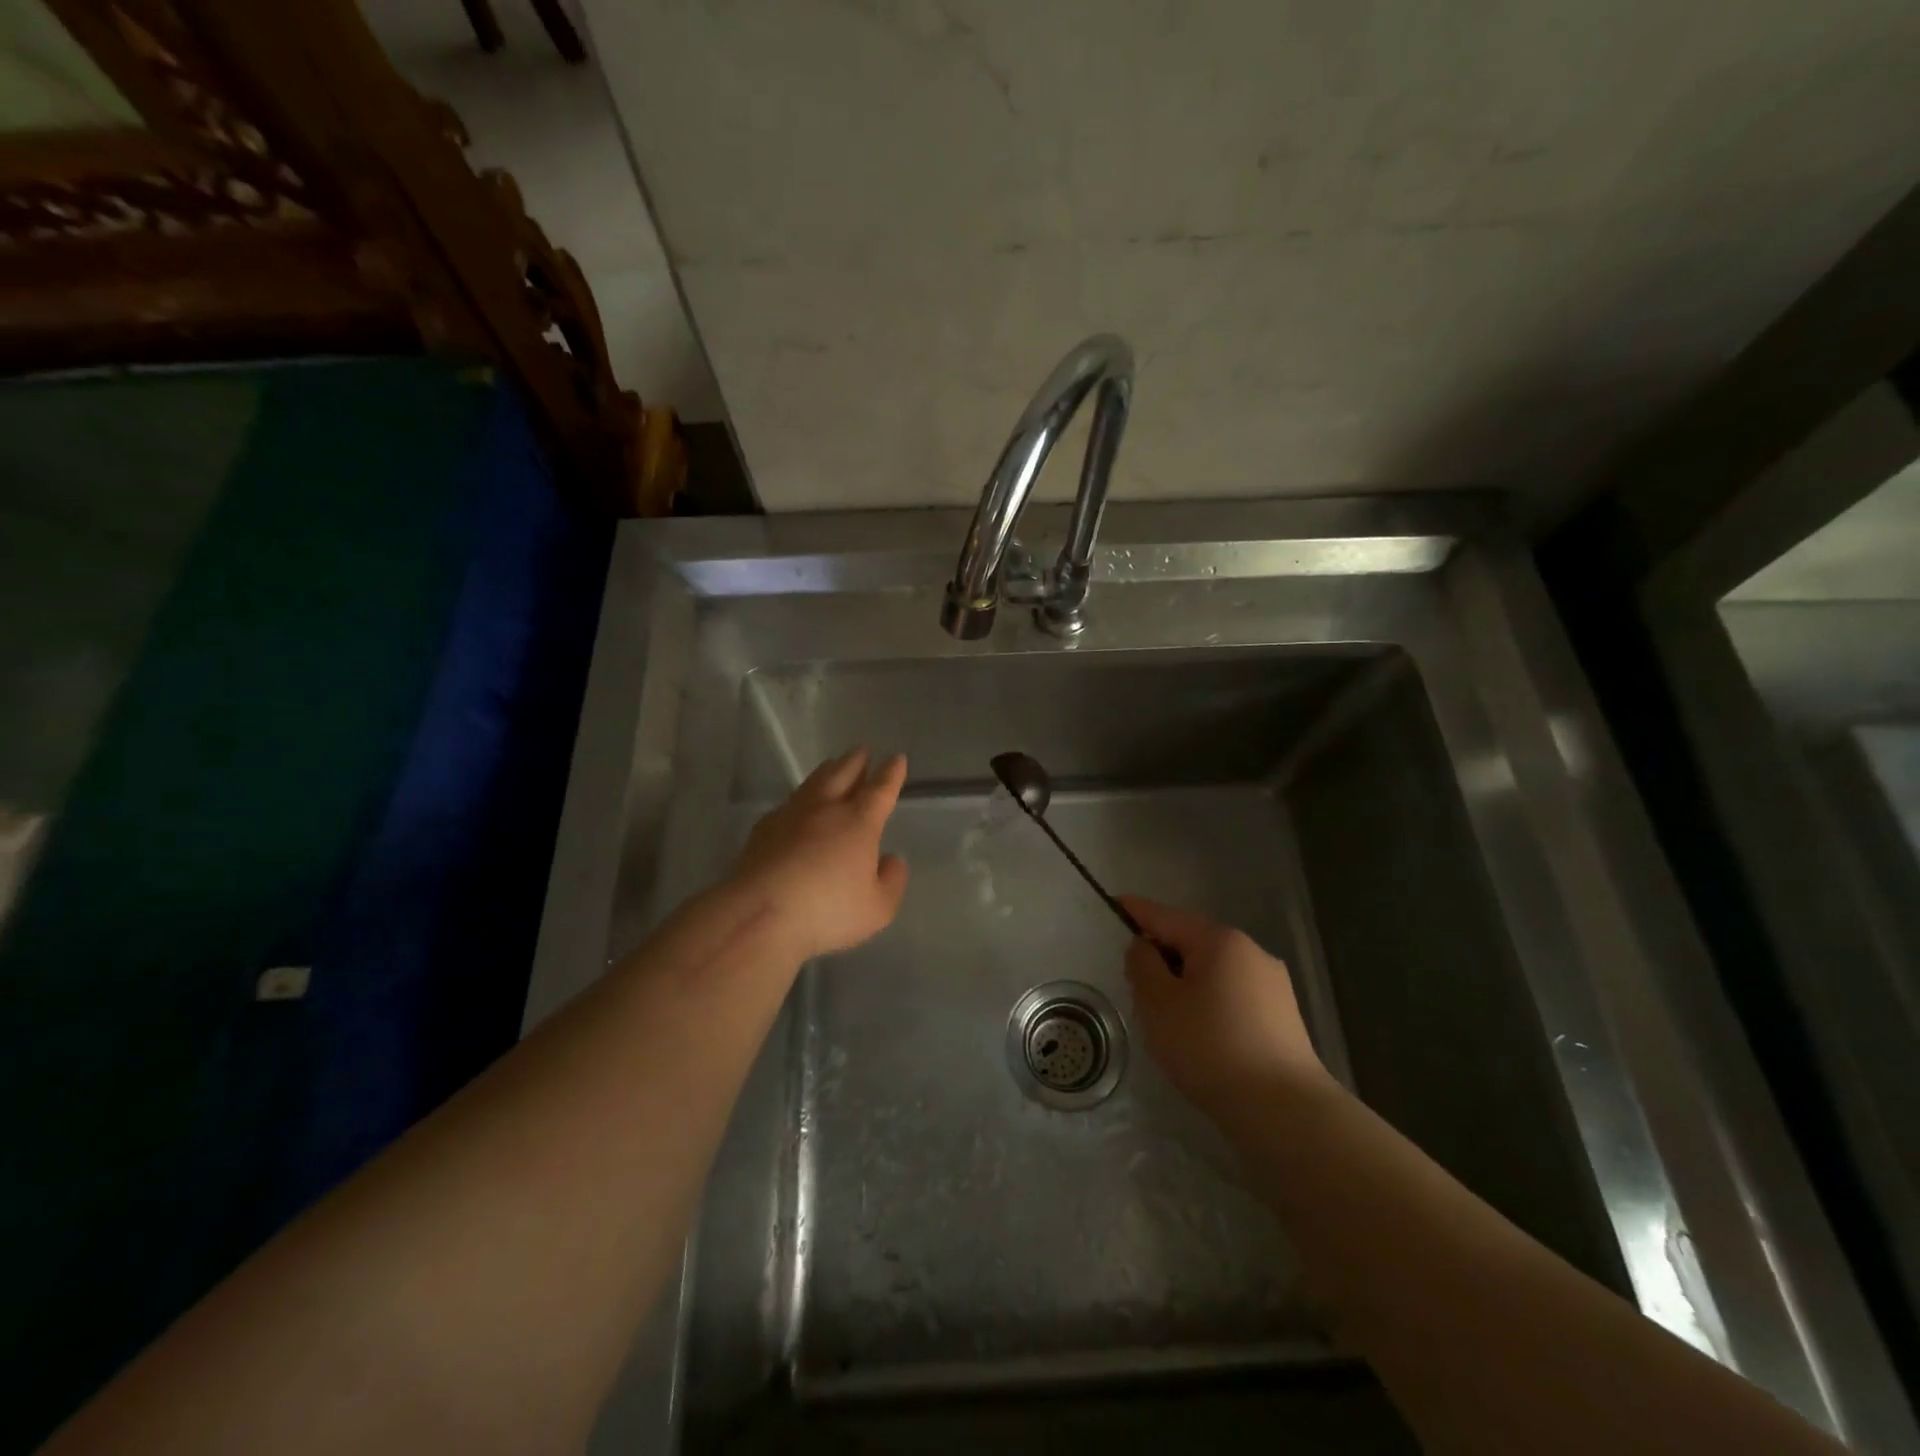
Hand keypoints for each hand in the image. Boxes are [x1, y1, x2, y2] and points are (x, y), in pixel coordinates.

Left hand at [730, 747, 909, 959]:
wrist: (758, 913)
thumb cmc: (827, 910)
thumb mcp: (877, 908)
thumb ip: (891, 882)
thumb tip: (892, 859)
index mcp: (859, 822)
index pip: (880, 789)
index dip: (891, 773)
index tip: (896, 758)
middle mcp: (825, 809)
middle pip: (842, 774)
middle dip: (855, 761)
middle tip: (861, 750)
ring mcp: (790, 816)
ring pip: (813, 784)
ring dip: (827, 771)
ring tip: (832, 765)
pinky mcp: (762, 830)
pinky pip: (787, 804)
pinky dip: (799, 798)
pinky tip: (796, 806)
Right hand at [1120, 896, 1329, 1119]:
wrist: (1283, 1110)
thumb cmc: (1209, 1047)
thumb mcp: (1158, 1003)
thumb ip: (1142, 965)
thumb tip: (1145, 947)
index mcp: (1219, 940)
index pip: (1166, 915)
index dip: (1135, 910)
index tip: (1113, 904)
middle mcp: (1250, 951)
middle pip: (1192, 941)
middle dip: (1161, 954)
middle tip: (1134, 983)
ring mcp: (1272, 983)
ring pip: (1213, 969)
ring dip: (1185, 981)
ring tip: (1166, 1016)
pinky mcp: (1283, 1015)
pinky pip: (1232, 993)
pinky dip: (1209, 1001)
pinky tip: (1200, 1034)